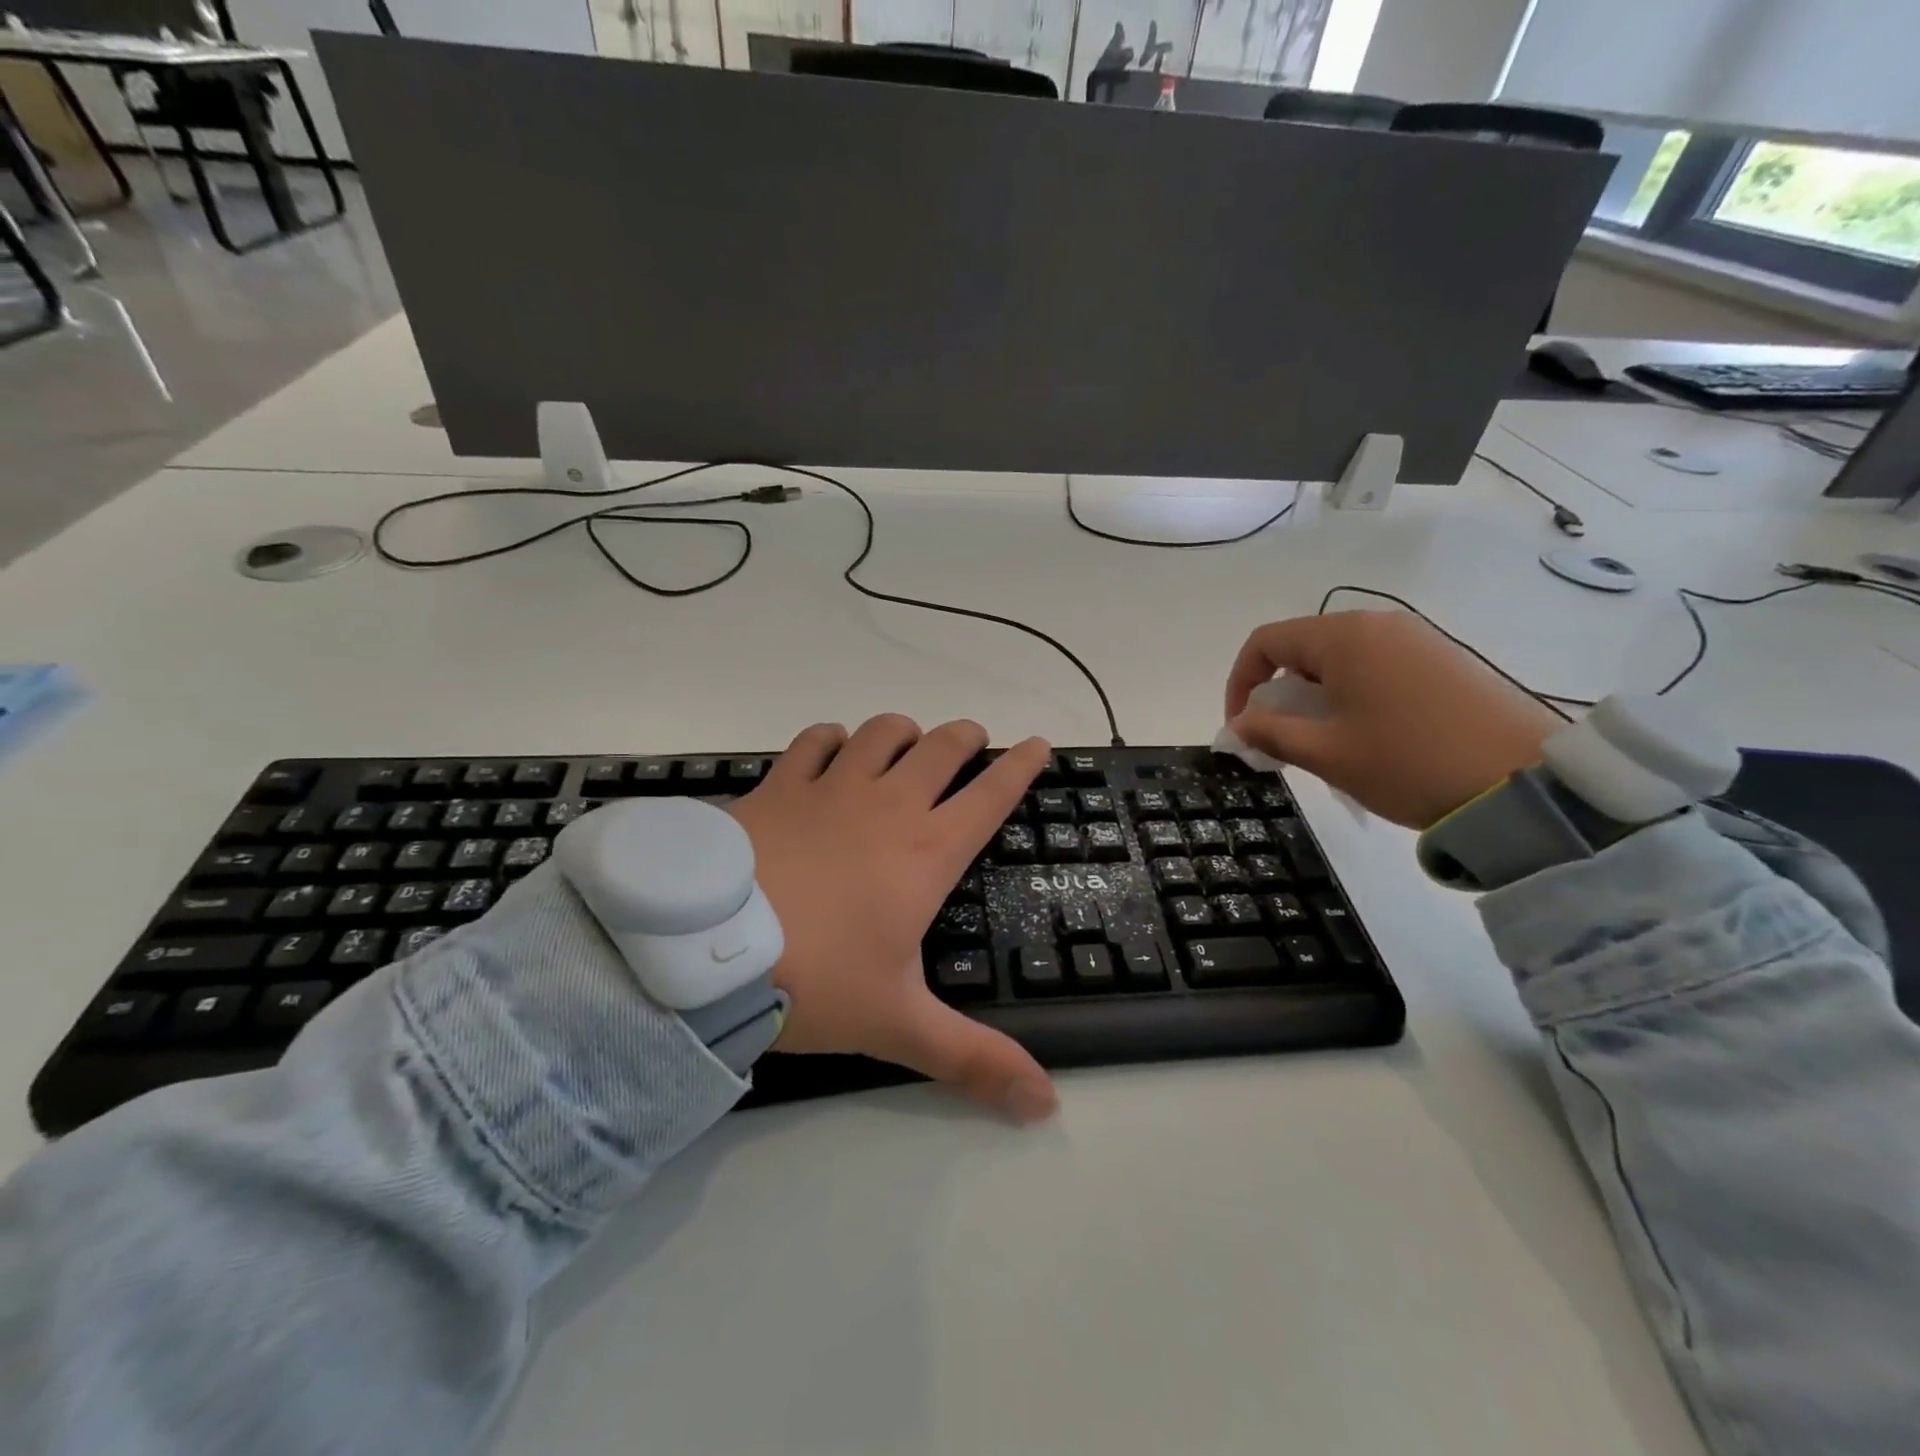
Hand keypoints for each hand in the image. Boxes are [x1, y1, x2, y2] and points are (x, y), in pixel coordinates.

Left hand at [727, 716, 1057, 1122]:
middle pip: (942, 748)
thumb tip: (1046, 1105)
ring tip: (908, 743)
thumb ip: (973, 1061)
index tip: (1038, 743)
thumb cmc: (814, 980)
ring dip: (903, 733)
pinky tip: (832, 749)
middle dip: (966, 738)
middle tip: (973, 742)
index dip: (1021, 766)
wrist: (708, 950)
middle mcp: (888, 806)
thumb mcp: (898, 1024)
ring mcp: (831, 788)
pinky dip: (832, 739)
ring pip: (882, 734)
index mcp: (926, 852)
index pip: (991, 796)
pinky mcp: (780, 785)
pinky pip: (815, 741)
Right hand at [1223, 611, 1561, 829]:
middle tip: (1279, 740)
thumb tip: (1239, 725)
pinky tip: (1366, 735)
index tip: (1241, 727)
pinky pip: (1376, 667)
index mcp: (1344, 637)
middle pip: (1303, 648)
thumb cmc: (1409, 763)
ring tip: (1323, 743)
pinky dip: (1352, 695)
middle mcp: (1379, 624)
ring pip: (1340, 659)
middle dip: (1278, 692)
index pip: (1266, 642)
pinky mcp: (1444, 659)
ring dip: (1314, 696)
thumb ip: (1270, 733)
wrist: (1526, 781)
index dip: (1239, 682)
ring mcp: (1417, 639)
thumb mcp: (1327, 754)